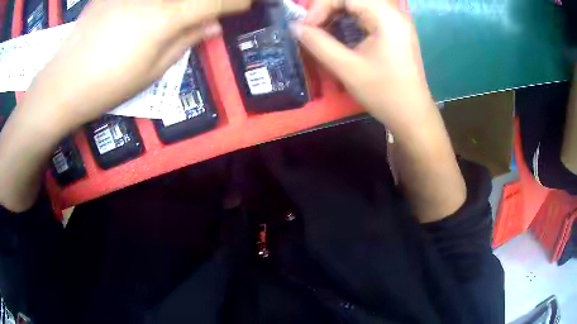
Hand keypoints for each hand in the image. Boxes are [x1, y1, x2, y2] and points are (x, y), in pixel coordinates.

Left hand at [27, 0, 251, 132]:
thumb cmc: (108, 85)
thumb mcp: (153, 71)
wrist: (63, 84)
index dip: (234, 2)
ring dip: (178, 3)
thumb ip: (186, 41)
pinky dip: (152, 3)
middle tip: (209, 9)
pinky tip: (149, 11)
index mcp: (167, 17)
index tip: (245, 4)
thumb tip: (213, 25)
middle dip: (208, 1)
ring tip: (174, 16)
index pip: (214, 1)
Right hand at [293, 0, 434, 136]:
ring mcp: (395, 21)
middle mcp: (394, 13)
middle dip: (328, 8)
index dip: (321, 6)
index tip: (308, 27)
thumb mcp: (347, 68)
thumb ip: (318, 43)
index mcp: (387, 17)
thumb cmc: (384, 93)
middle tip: (313, 27)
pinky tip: (339, 33)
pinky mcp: (394, 30)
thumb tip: (295, 26)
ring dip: (337, 13)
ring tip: (323, 30)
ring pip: (359, 5)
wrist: (412, 115)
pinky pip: (366, 14)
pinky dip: (348, 20)